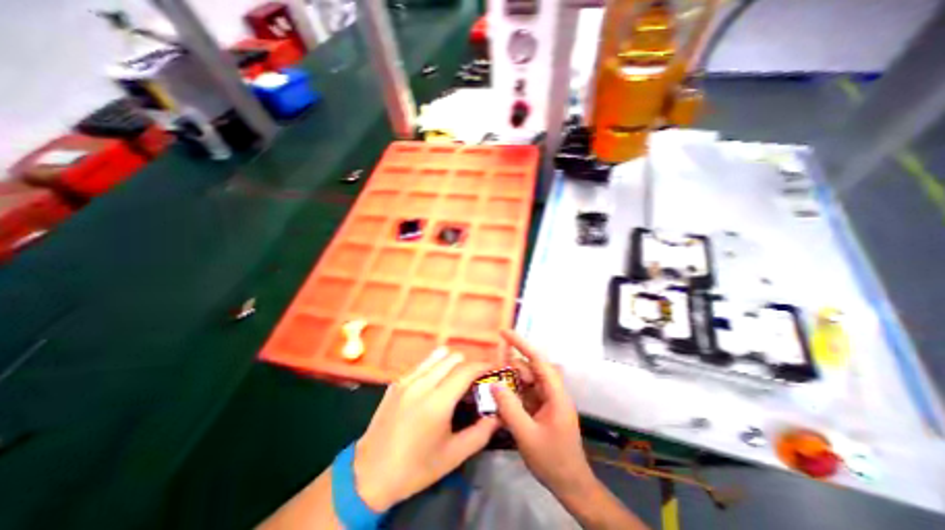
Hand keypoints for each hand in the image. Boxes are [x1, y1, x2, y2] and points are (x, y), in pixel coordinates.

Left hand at [354, 345, 500, 511]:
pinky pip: (422, 364)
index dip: (482, 366)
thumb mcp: (453, 456)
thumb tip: (497, 415)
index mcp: (437, 402)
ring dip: (451, 362)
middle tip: (472, 380)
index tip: (491, 369)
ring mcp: (406, 380)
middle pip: (453, 358)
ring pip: (437, 356)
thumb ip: (480, 433)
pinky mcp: (396, 382)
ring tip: (454, 378)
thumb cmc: (415, 467)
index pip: (466, 370)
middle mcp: (422, 384)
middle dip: (467, 365)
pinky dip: (435, 367)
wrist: (370, 474)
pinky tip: (434, 384)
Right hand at [492, 328, 592, 498]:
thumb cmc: (553, 460)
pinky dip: (514, 392)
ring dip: (511, 380)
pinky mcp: (542, 408)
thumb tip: (494, 383)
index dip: (521, 344)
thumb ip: (510, 408)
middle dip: (512, 367)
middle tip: (492, 371)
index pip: (538, 360)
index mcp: (555, 394)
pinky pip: (526, 392)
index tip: (504, 333)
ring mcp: (548, 400)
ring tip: (495, 386)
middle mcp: (552, 391)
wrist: (571, 484)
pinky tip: (502, 400)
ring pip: (527, 380)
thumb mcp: (527, 436)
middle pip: (531, 369)